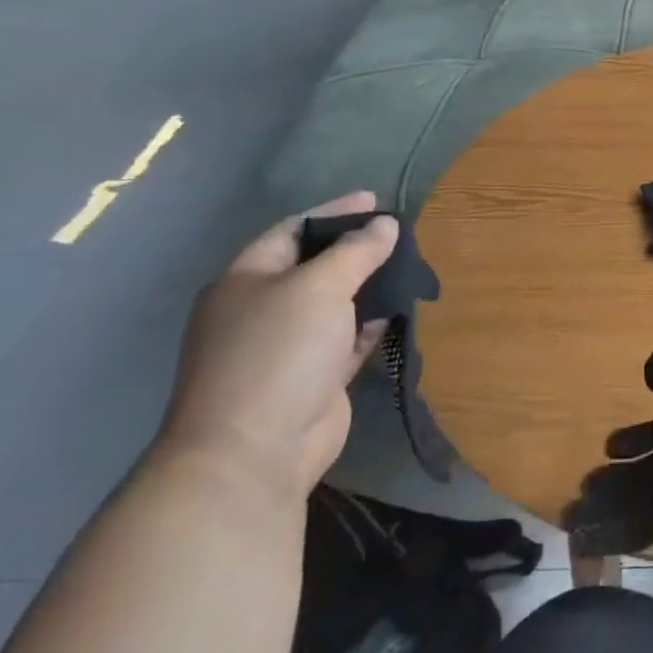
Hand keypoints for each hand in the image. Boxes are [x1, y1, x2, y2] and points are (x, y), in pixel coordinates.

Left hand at [158, 193, 398, 500]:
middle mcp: (261, 310)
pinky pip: (345, 340)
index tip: (375, 200)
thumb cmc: (278, 353)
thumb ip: (356, 251)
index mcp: (246, 281)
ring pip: (333, 304)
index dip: (333, 212)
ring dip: (366, 287)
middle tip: (397, 234)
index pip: (292, 230)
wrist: (255, 452)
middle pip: (313, 267)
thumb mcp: (320, 287)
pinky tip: (395, 312)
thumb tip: (385, 224)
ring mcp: (286, 348)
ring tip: (406, 267)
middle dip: (354, 249)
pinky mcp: (312, 379)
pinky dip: (369, 325)